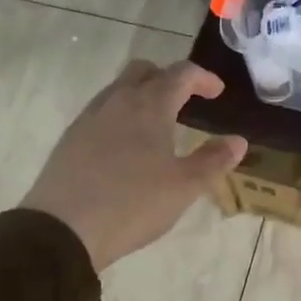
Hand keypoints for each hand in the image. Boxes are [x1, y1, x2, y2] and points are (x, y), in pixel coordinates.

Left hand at [20, 60, 246, 270]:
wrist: (62, 229)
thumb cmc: (133, 203)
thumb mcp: (184, 187)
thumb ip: (213, 160)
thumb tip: (238, 141)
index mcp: (149, 106)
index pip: (180, 74)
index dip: (202, 78)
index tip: (217, 92)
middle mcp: (117, 102)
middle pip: (143, 71)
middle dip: (168, 78)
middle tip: (186, 100)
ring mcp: (89, 119)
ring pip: (118, 90)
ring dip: (142, 96)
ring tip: (157, 125)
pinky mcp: (70, 140)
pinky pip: (101, 112)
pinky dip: (120, 116)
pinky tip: (126, 147)